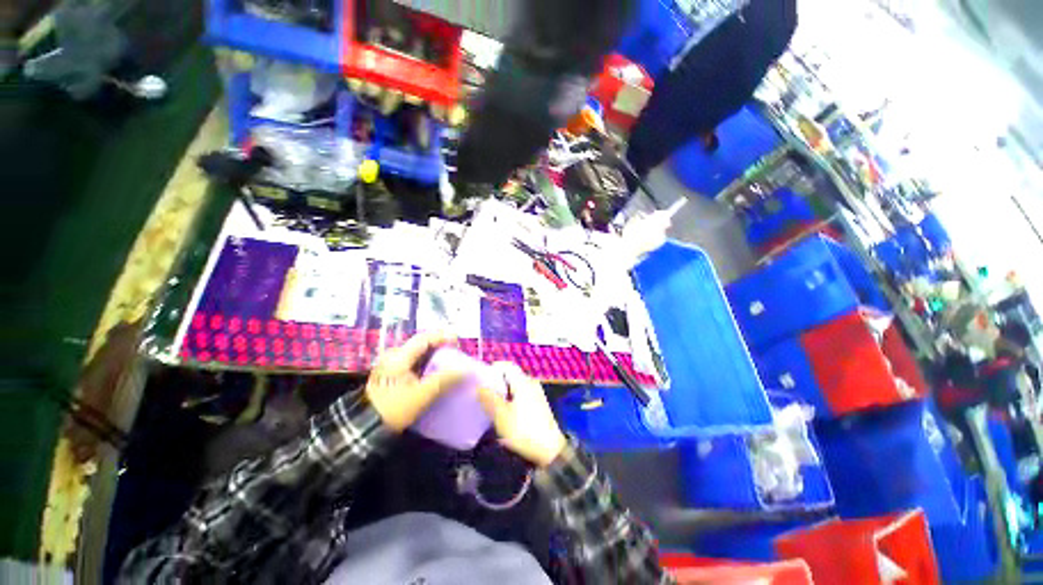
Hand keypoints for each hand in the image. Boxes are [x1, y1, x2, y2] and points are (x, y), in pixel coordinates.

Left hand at [365, 332, 463, 430]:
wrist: (365, 428)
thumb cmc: (393, 408)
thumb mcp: (421, 395)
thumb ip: (444, 380)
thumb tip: (465, 370)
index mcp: (399, 357)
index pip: (424, 338)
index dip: (443, 337)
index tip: (458, 342)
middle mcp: (394, 356)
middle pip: (421, 344)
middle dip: (440, 345)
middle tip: (456, 352)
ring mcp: (391, 364)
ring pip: (418, 353)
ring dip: (434, 355)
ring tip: (450, 361)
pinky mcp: (392, 374)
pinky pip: (413, 362)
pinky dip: (427, 363)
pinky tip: (436, 371)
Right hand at [478, 362, 566, 467]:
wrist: (549, 451)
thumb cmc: (524, 430)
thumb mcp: (502, 416)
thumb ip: (489, 399)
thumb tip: (479, 386)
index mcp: (523, 381)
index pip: (506, 365)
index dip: (492, 369)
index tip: (479, 379)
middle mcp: (530, 383)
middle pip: (510, 375)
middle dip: (495, 382)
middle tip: (481, 392)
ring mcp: (535, 393)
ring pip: (514, 386)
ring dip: (502, 392)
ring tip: (488, 402)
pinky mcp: (537, 404)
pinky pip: (520, 394)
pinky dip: (510, 399)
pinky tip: (502, 411)